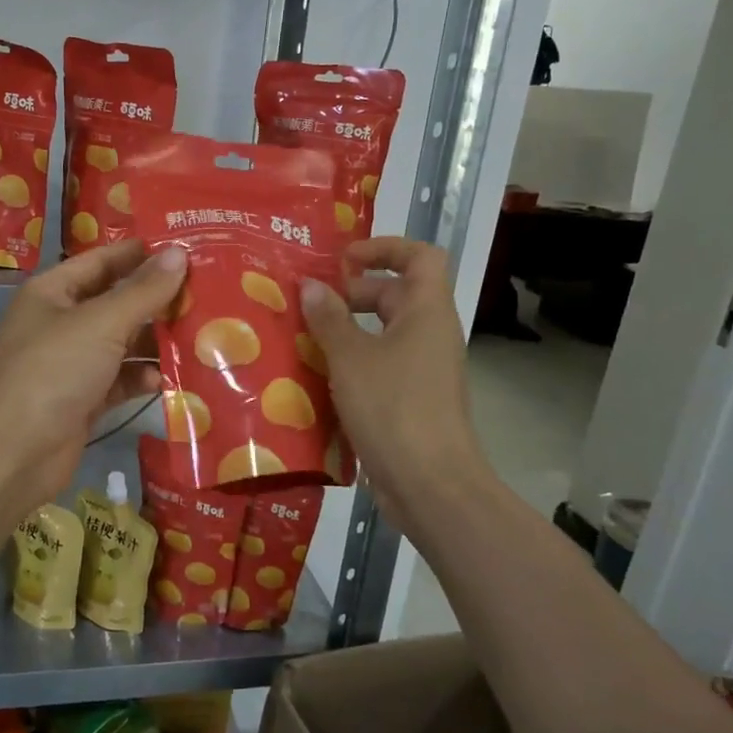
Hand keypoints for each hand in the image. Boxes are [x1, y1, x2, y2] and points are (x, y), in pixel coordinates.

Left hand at [0, 240, 188, 500]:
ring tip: (201, 335)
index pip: (102, 260)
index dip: (141, 253)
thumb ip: (144, 290)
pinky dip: (141, 379)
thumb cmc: (55, 370)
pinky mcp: (82, 400)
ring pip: (121, 344)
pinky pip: (119, 380)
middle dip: (156, 301)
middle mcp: (60, 323)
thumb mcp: (103, 322)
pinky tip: (168, 380)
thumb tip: (179, 253)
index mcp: (52, 292)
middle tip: (207, 293)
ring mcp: (70, 364)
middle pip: (115, 303)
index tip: (187, 248)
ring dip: (154, 343)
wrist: (16, 451)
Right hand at [300, 237, 492, 539]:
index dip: (384, 248)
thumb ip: (329, 319)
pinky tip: (316, 377)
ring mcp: (422, 370)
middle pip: (395, 294)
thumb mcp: (351, 358)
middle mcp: (430, 334)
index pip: (420, 256)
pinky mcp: (410, 400)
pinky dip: (351, 364)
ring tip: (302, 338)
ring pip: (383, 334)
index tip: (343, 260)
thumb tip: (312, 285)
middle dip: (352, 294)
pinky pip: (380, 366)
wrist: (429, 484)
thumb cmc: (393, 408)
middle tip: (308, 304)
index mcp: (427, 312)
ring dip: (346, 332)